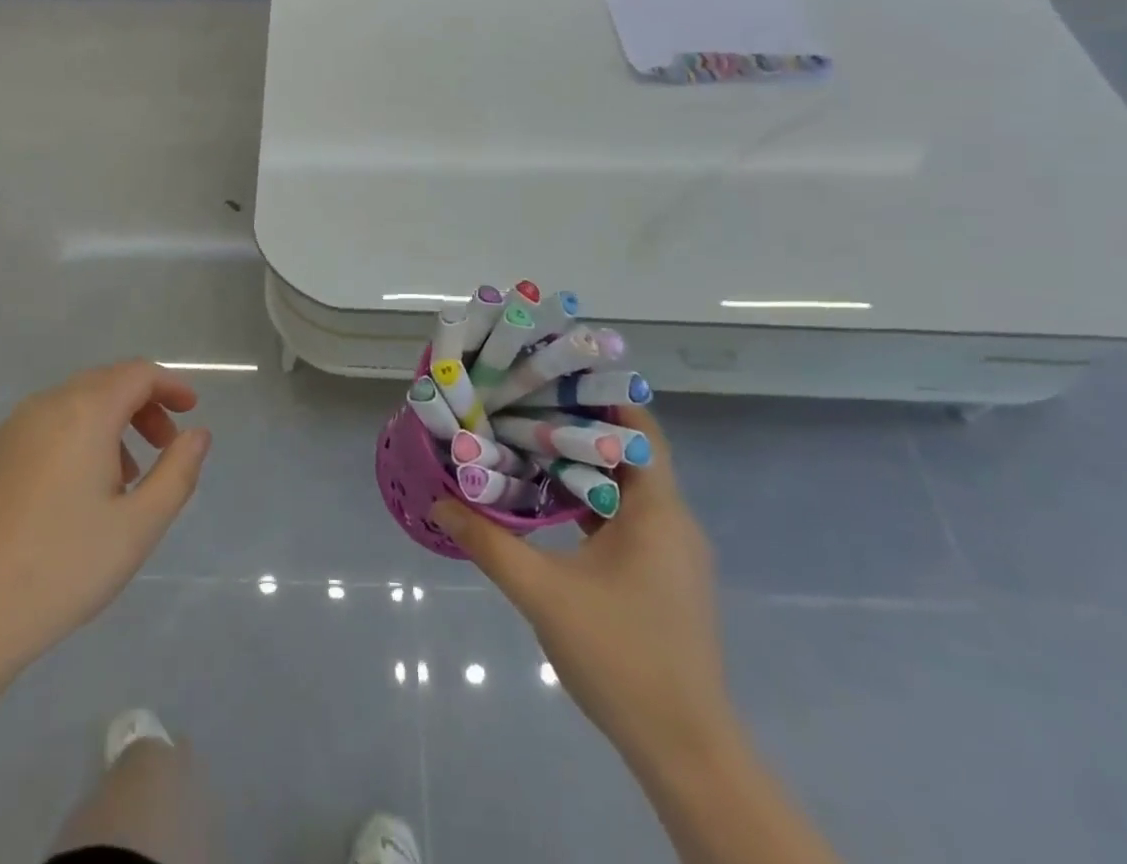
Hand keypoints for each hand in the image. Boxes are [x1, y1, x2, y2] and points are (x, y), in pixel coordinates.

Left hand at [0, 361, 210, 676]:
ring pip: (69, 407)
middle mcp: (43, 407)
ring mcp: (5, 433)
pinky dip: (69, 441)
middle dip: (141, 406)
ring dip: (106, 426)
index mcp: (84, 412)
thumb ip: (178, 472)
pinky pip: (38, 431)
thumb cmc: (60, 569)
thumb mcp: (138, 527)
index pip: (137, 373)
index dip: (170, 386)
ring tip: (121, 479)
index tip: (190, 411)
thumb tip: (197, 433)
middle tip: (163, 448)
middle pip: (103, 384)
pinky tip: (68, 497)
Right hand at [432, 405, 730, 760]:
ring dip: (582, 463)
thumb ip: (489, 542)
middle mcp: (673, 521)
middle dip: (578, 424)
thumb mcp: (543, 594)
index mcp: (658, 511)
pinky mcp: (664, 576)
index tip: (551, 374)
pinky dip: (590, 498)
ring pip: (626, 485)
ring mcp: (672, 551)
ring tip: (527, 439)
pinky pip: (627, 516)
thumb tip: (441, 502)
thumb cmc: (620, 657)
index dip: (599, 395)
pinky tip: (549, 500)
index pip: (637, 428)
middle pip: (628, 451)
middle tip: (524, 402)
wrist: (685, 751)